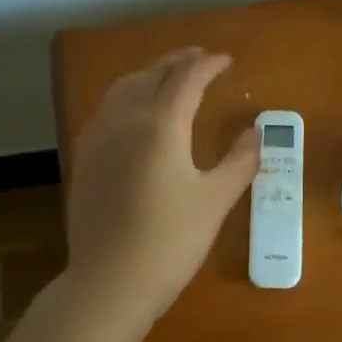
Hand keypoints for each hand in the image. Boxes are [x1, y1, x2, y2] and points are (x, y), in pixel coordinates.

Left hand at [66, 47, 258, 323]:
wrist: (110, 282)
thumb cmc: (171, 241)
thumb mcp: (216, 200)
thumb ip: (239, 161)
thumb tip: (255, 132)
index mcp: (160, 125)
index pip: (186, 79)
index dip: (208, 65)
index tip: (226, 61)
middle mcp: (125, 120)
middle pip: (151, 75)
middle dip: (178, 62)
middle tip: (200, 59)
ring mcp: (98, 138)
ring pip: (123, 89)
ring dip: (150, 75)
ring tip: (169, 78)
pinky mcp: (85, 159)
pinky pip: (107, 110)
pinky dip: (128, 97)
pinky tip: (136, 114)